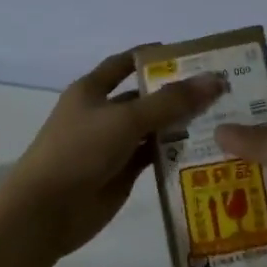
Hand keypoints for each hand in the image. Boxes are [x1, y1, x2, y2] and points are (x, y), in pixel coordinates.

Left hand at [0, 51, 225, 260]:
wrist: (45, 212)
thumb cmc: (79, 150)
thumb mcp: (126, 119)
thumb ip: (170, 102)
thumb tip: (214, 80)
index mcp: (92, 90)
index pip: (125, 63)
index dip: (152, 57)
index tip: (188, 54)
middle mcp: (102, 113)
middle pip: (144, 97)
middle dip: (176, 93)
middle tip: (219, 89)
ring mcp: (112, 145)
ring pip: (151, 128)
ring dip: (179, 124)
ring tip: (221, 118)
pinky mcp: (121, 173)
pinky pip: (152, 157)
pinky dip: (174, 152)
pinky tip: (204, 149)